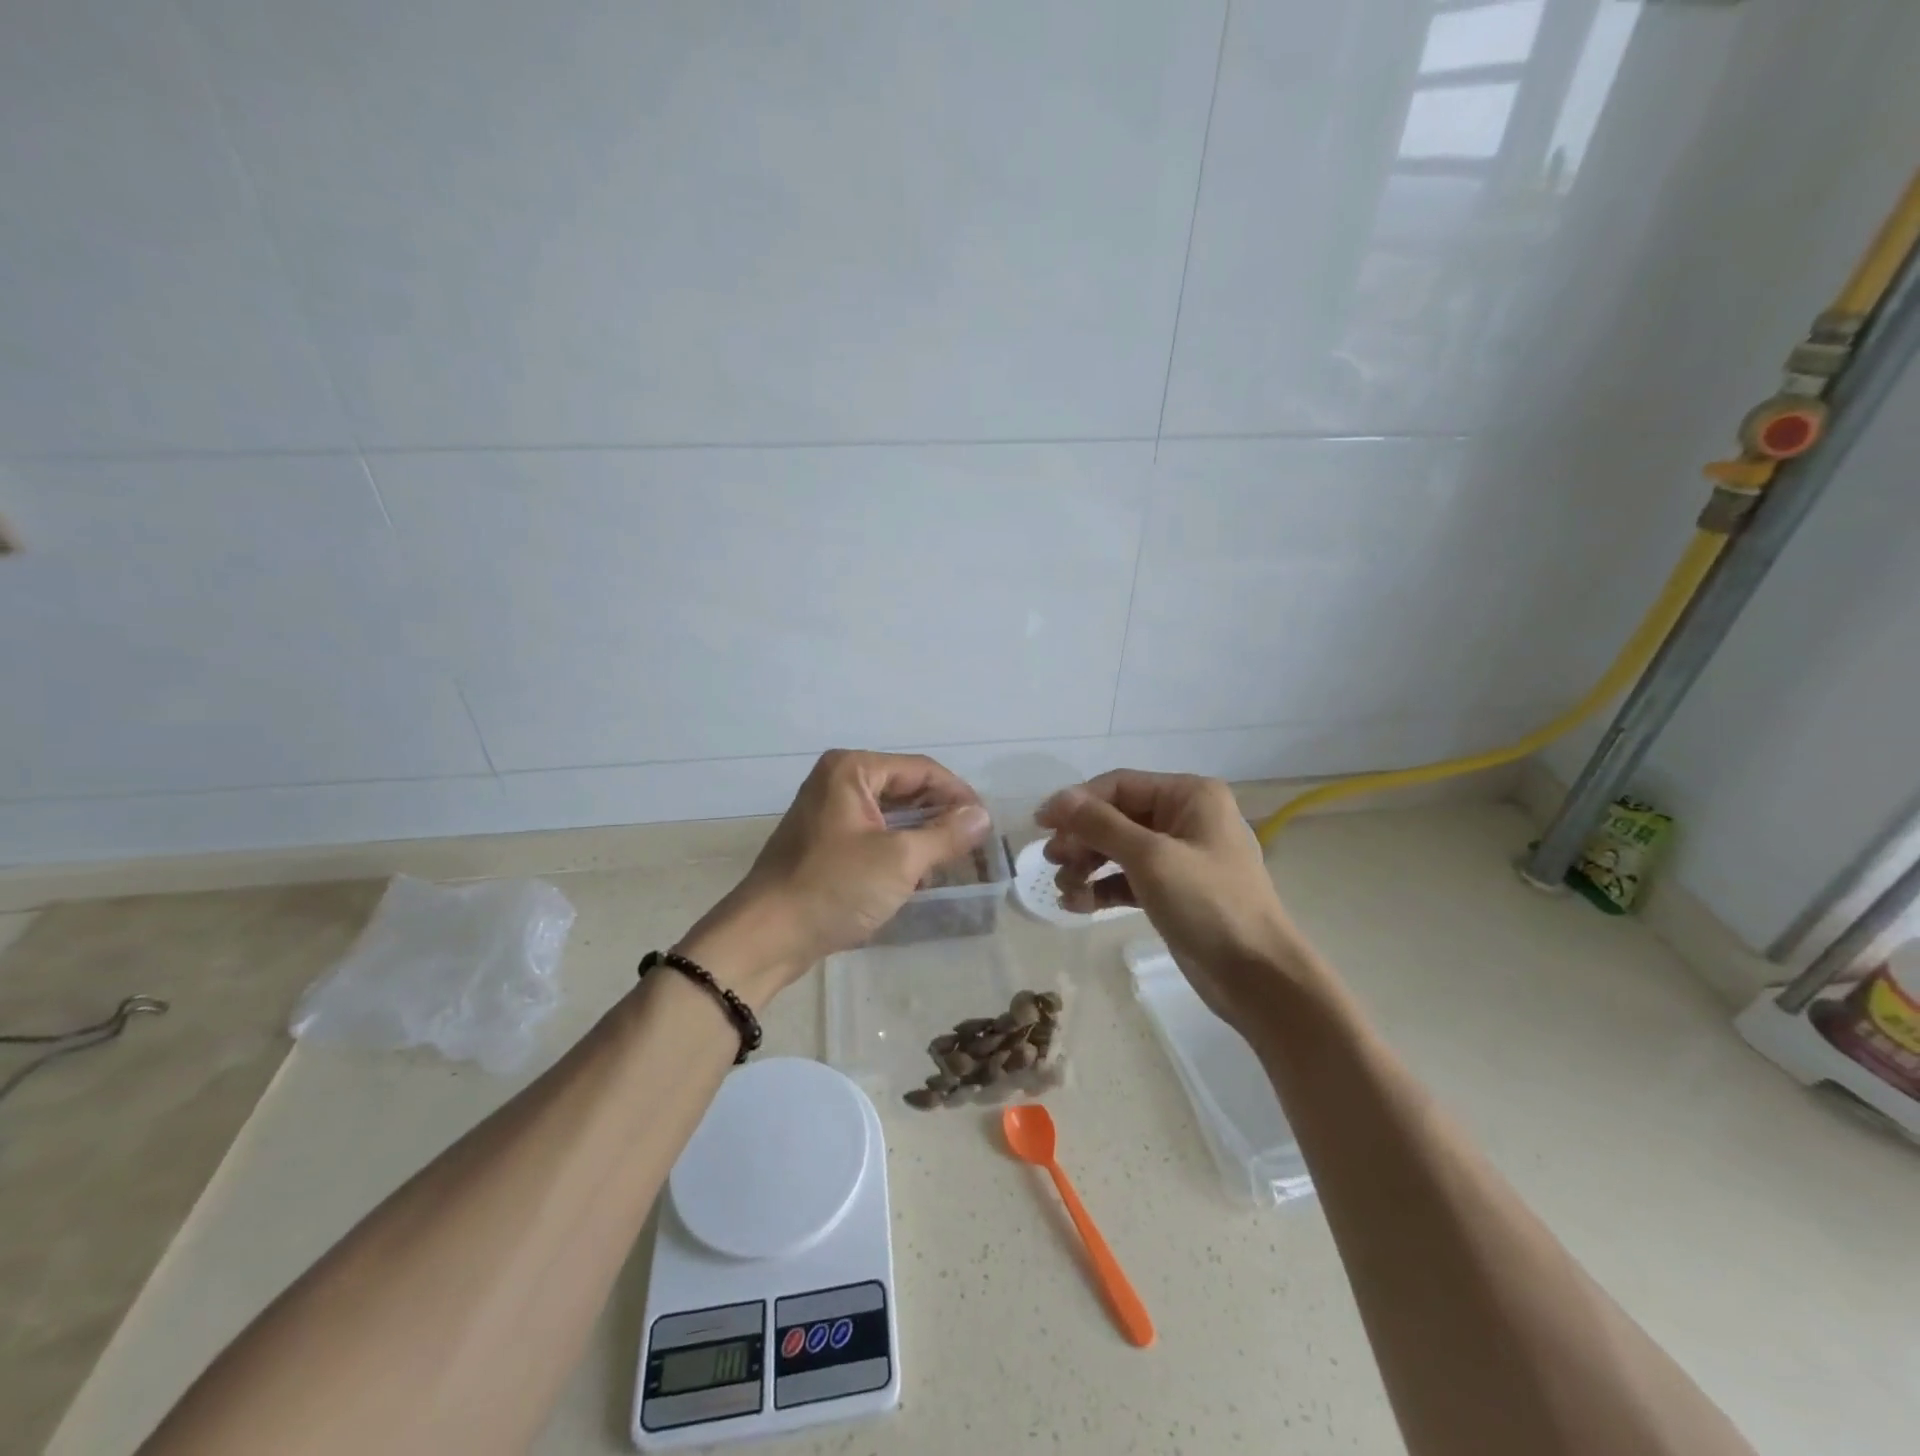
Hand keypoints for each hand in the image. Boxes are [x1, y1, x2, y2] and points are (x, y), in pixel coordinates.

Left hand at [679, 750, 990, 1004]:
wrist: (766, 937)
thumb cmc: (834, 888)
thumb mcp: (900, 860)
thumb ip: (946, 835)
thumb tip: (982, 816)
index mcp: (852, 770)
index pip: (922, 771)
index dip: (958, 795)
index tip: (986, 824)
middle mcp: (838, 782)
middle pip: (906, 790)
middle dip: (941, 816)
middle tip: (975, 845)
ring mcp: (829, 814)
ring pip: (892, 816)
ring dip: (923, 836)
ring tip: (955, 862)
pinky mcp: (825, 845)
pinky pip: (874, 836)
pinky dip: (900, 851)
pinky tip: (920, 876)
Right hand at [1036, 771, 1323, 1022]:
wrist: (1258, 977)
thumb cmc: (1208, 904)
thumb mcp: (1150, 858)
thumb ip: (1101, 824)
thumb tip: (1057, 799)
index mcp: (1190, 795)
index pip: (1119, 785)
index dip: (1077, 802)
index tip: (1040, 825)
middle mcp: (1185, 817)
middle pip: (1116, 816)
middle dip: (1082, 838)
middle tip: (1052, 862)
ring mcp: (1180, 855)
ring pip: (1119, 849)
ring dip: (1087, 865)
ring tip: (1065, 889)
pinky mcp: (1173, 890)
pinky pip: (1128, 878)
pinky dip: (1103, 888)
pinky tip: (1078, 904)